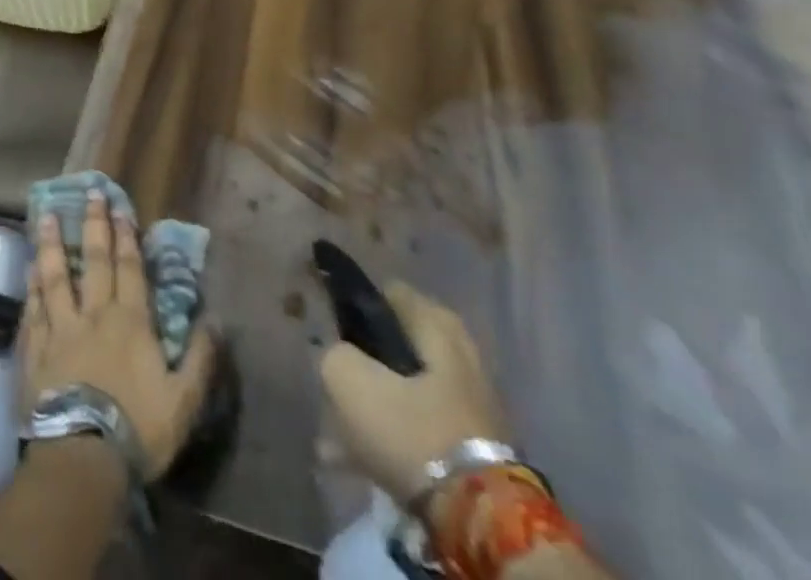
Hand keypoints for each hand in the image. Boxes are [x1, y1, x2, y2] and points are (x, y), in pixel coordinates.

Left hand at [22, 193, 216, 477]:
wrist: (82, 459)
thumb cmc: (137, 428)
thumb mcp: (183, 400)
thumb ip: (200, 358)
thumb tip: (215, 320)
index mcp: (130, 322)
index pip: (129, 268)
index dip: (126, 236)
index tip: (120, 206)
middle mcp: (93, 315)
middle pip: (93, 261)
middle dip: (93, 225)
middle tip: (90, 193)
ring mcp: (60, 330)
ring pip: (55, 277)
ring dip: (52, 244)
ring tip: (46, 215)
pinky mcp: (35, 352)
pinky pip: (32, 310)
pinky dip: (31, 287)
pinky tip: (28, 269)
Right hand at [318, 279, 507, 503]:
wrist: (479, 518)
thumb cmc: (411, 429)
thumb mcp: (348, 379)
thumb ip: (333, 353)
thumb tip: (338, 356)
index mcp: (435, 322)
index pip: (385, 292)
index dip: (353, 304)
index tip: (331, 327)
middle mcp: (460, 350)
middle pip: (397, 342)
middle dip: (365, 358)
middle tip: (338, 376)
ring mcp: (472, 398)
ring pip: (407, 388)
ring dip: (376, 401)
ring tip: (338, 427)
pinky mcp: (476, 443)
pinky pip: (421, 425)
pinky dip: (393, 433)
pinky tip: (360, 454)